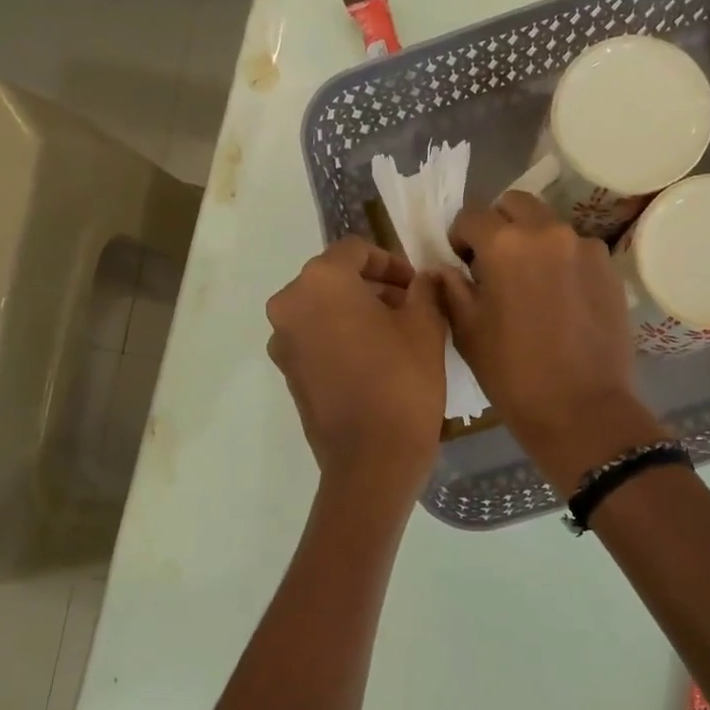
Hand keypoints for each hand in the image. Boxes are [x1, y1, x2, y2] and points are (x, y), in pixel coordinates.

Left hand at [266, 237, 446, 491]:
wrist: (371, 459)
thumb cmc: (402, 381)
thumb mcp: (426, 326)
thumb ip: (424, 289)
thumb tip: (423, 279)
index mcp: (320, 281)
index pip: (356, 250)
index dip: (392, 262)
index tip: (417, 285)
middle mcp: (289, 305)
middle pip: (334, 279)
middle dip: (373, 287)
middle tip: (411, 307)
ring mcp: (283, 342)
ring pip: (323, 311)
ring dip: (356, 313)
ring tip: (396, 335)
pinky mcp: (287, 374)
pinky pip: (316, 340)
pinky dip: (341, 339)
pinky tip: (373, 361)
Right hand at [441, 193, 666, 492]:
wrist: (581, 409)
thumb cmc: (512, 374)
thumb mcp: (468, 332)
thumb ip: (451, 290)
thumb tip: (444, 269)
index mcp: (505, 244)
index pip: (472, 216)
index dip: (460, 237)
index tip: (460, 262)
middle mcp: (548, 232)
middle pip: (516, 205)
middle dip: (498, 226)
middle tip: (493, 265)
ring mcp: (586, 248)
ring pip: (549, 226)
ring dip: (532, 242)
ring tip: (530, 285)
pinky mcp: (610, 269)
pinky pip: (576, 251)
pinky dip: (561, 262)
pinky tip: (559, 301)